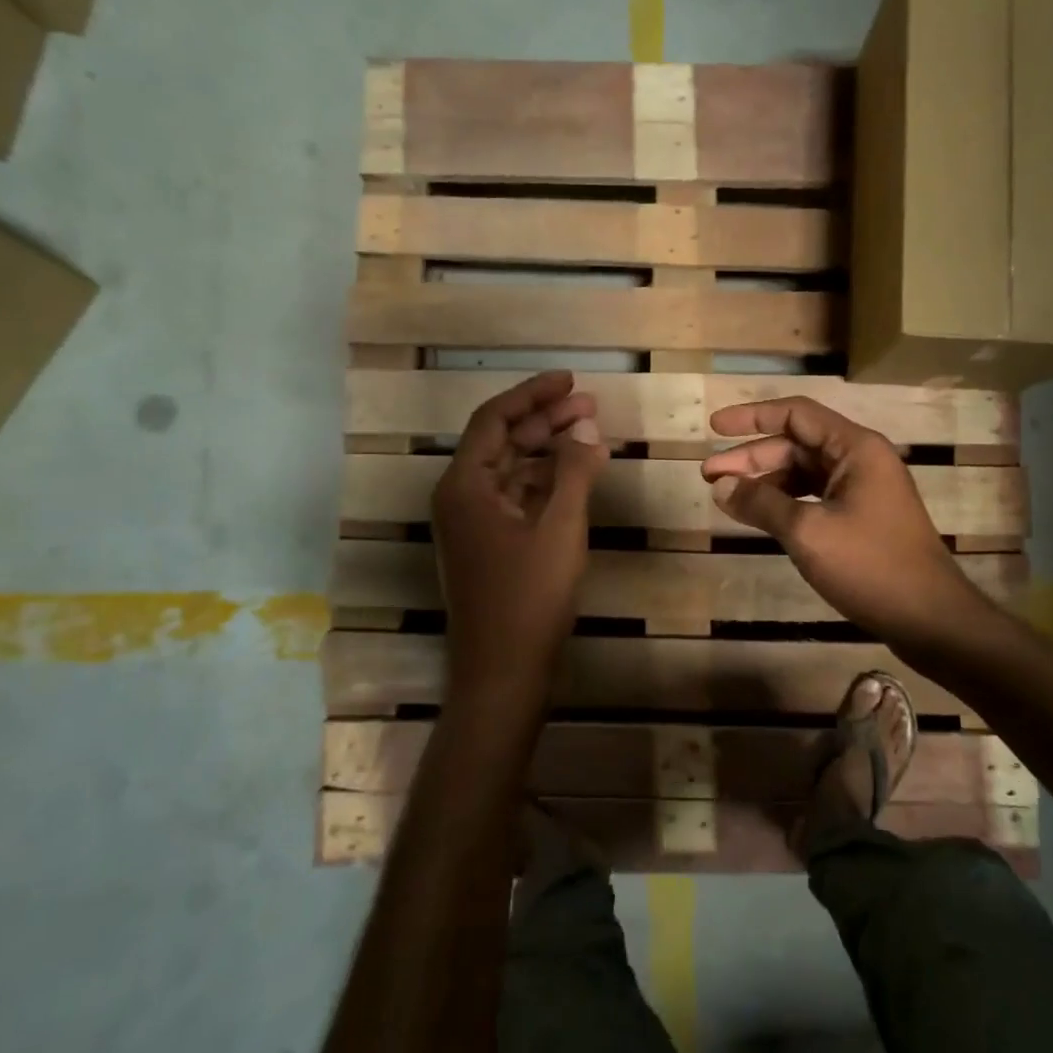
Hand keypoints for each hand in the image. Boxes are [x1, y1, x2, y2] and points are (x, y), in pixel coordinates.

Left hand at [433, 371, 608, 710]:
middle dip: (545, 419)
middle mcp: (461, 497)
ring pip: (511, 470)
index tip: (569, 380)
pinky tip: (577, 476)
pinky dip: (546, 483)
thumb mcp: (559, 529)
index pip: (494, 419)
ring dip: (548, 450)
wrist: (503, 673)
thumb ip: (573, 473)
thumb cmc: (529, 598)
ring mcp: (473, 524)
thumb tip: (585, 431)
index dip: (532, 394)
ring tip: (591, 433)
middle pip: (502, 441)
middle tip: (589, 404)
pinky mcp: (489, 545)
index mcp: (464, 486)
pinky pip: (516, 498)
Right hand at [699, 397, 991, 664]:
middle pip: (796, 444)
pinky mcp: (861, 518)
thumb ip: (761, 503)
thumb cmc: (870, 566)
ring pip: (803, 473)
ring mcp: (862, 490)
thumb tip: (720, 486)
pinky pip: (813, 497)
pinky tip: (759, 516)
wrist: (929, 618)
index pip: (795, 414)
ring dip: (764, 481)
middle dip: (750, 457)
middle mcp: (860, 460)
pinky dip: (783, 502)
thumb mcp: (807, 532)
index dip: (751, 416)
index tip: (714, 428)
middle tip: (708, 475)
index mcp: (855, 448)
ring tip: (725, 498)